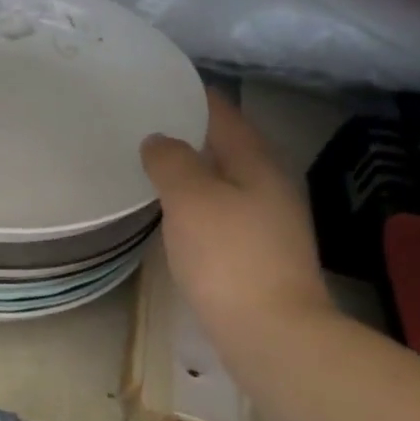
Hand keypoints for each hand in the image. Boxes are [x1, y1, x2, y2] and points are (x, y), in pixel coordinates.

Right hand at [141, 88, 334, 351]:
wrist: (271, 333)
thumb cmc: (228, 256)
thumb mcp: (191, 199)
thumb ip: (172, 161)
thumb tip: (160, 139)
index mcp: (258, 163)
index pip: (225, 114)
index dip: (195, 97)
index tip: (162, 87)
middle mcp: (271, 186)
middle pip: (229, 147)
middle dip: (192, 135)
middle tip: (148, 127)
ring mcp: (270, 224)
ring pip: (227, 182)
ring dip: (195, 172)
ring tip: (155, 169)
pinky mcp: (260, 256)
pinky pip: (224, 214)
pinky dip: (199, 204)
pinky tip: (177, 216)